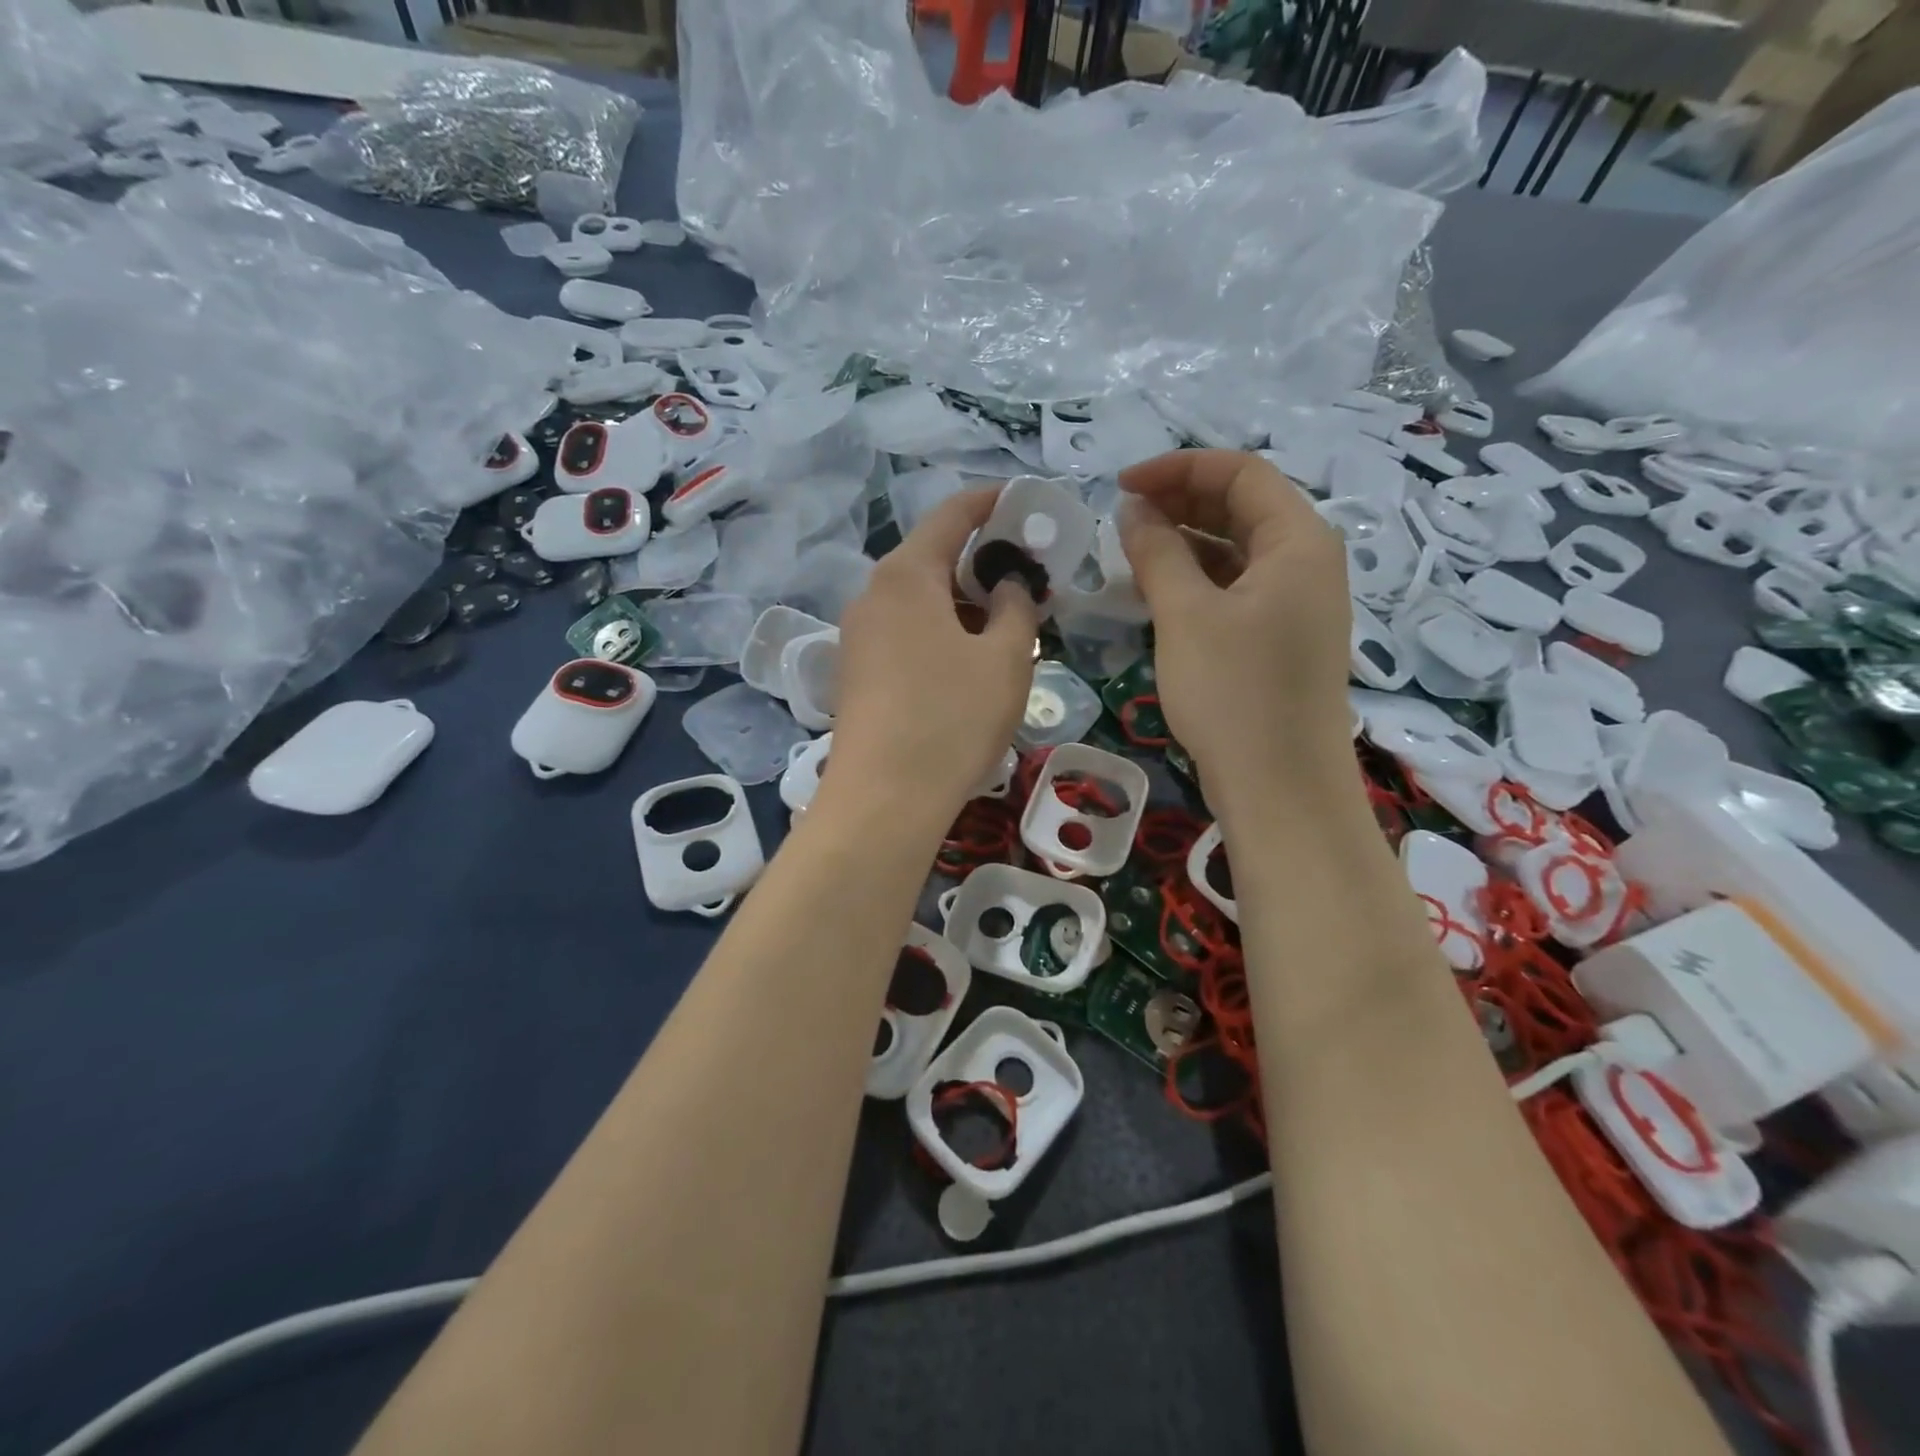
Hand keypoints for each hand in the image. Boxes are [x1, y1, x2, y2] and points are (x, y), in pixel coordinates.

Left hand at [830, 487, 1038, 817]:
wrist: (884, 799)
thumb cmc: (952, 718)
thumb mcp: (1006, 658)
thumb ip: (1016, 606)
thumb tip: (1008, 584)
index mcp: (907, 575)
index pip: (952, 514)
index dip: (993, 501)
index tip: (1027, 502)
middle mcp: (873, 594)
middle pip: (932, 557)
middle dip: (982, 560)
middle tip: (1029, 577)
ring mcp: (859, 636)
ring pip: (919, 599)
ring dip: (963, 601)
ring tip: (1006, 622)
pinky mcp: (857, 672)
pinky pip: (905, 631)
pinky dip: (940, 630)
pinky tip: (968, 660)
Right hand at [1117, 449, 1351, 794]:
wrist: (1280, 787)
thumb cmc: (1233, 693)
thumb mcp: (1185, 615)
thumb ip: (1157, 551)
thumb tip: (1134, 510)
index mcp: (1299, 540)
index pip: (1240, 472)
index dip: (1178, 468)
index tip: (1120, 486)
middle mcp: (1308, 562)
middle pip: (1243, 506)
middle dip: (1181, 501)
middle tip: (1122, 517)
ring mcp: (1298, 603)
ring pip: (1238, 549)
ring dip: (1186, 541)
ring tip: (1131, 552)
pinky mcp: (1282, 637)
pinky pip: (1238, 587)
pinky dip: (1198, 579)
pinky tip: (1159, 591)